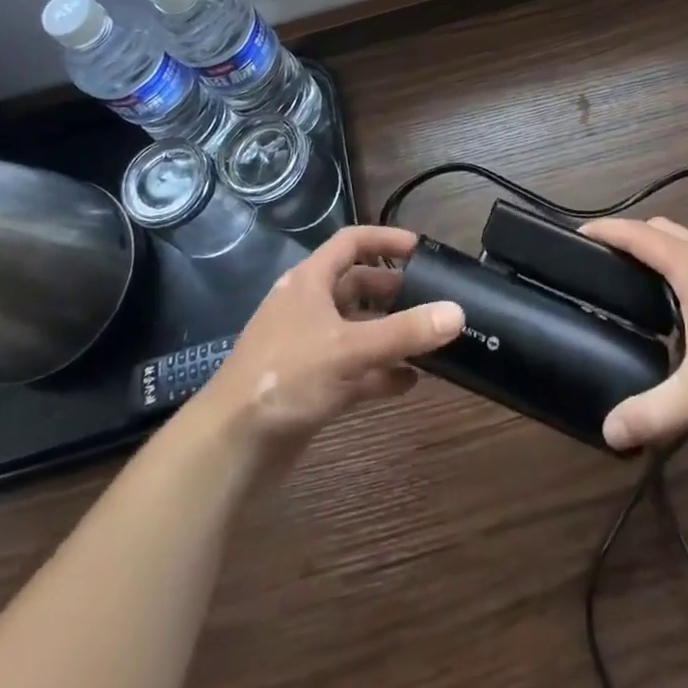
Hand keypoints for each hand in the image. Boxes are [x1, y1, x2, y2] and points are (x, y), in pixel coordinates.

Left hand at [191, 226, 463, 459]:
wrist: (230, 447)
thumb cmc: (286, 378)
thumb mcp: (350, 349)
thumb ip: (405, 332)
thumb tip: (458, 313)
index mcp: (309, 282)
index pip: (351, 242)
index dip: (385, 240)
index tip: (422, 248)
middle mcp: (308, 307)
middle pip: (356, 286)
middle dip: (393, 291)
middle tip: (431, 299)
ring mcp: (308, 347)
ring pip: (356, 329)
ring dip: (389, 333)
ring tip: (428, 340)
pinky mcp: (310, 384)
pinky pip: (353, 368)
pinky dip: (379, 372)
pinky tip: (409, 383)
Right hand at [581, 216, 687, 450]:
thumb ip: (652, 413)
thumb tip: (608, 432)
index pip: (638, 235)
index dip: (605, 231)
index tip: (576, 236)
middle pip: (661, 230)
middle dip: (630, 237)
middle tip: (602, 264)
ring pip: (687, 243)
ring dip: (659, 250)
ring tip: (635, 282)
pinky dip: (681, 265)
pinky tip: (682, 306)